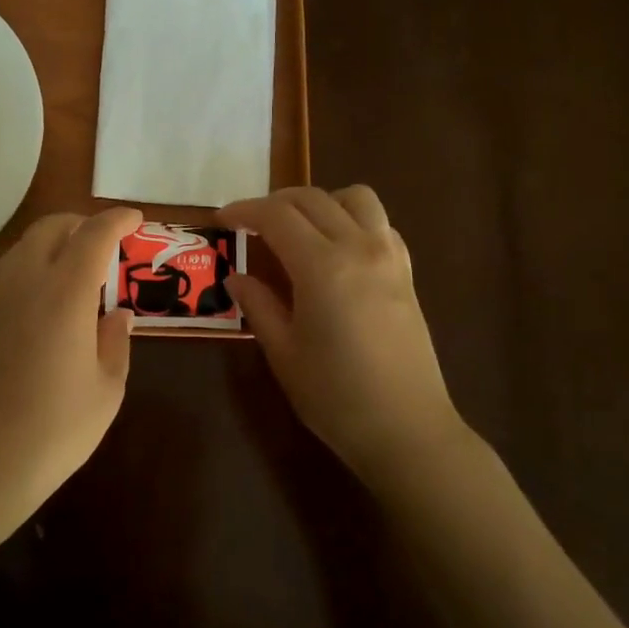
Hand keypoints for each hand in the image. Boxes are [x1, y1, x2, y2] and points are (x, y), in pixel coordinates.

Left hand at [0, 206, 140, 554]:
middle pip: (51, 228)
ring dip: (55, 242)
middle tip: (109, 243)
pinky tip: (50, 299)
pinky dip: (35, 266)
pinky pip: (10, 273)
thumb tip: (118, 314)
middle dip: (82, 223)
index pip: (93, 235)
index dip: (117, 220)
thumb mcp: (106, 390)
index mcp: (64, 294)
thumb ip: (115, 342)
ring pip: (24, 246)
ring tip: (81, 268)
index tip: (136, 220)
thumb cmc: (53, 431)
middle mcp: (25, 283)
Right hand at [221, 186, 469, 481]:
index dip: (244, 211)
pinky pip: (380, 224)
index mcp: (322, 266)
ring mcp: (389, 256)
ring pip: (355, 198)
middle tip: (249, 224)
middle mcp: (359, 247)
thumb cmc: (335, 396)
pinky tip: (336, 249)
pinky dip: (352, 220)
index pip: (277, 216)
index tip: (222, 220)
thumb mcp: (283, 352)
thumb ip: (258, 305)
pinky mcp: (406, 272)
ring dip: (320, 202)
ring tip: (296, 228)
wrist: (406, 429)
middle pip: (312, 199)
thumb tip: (236, 277)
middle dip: (275, 203)